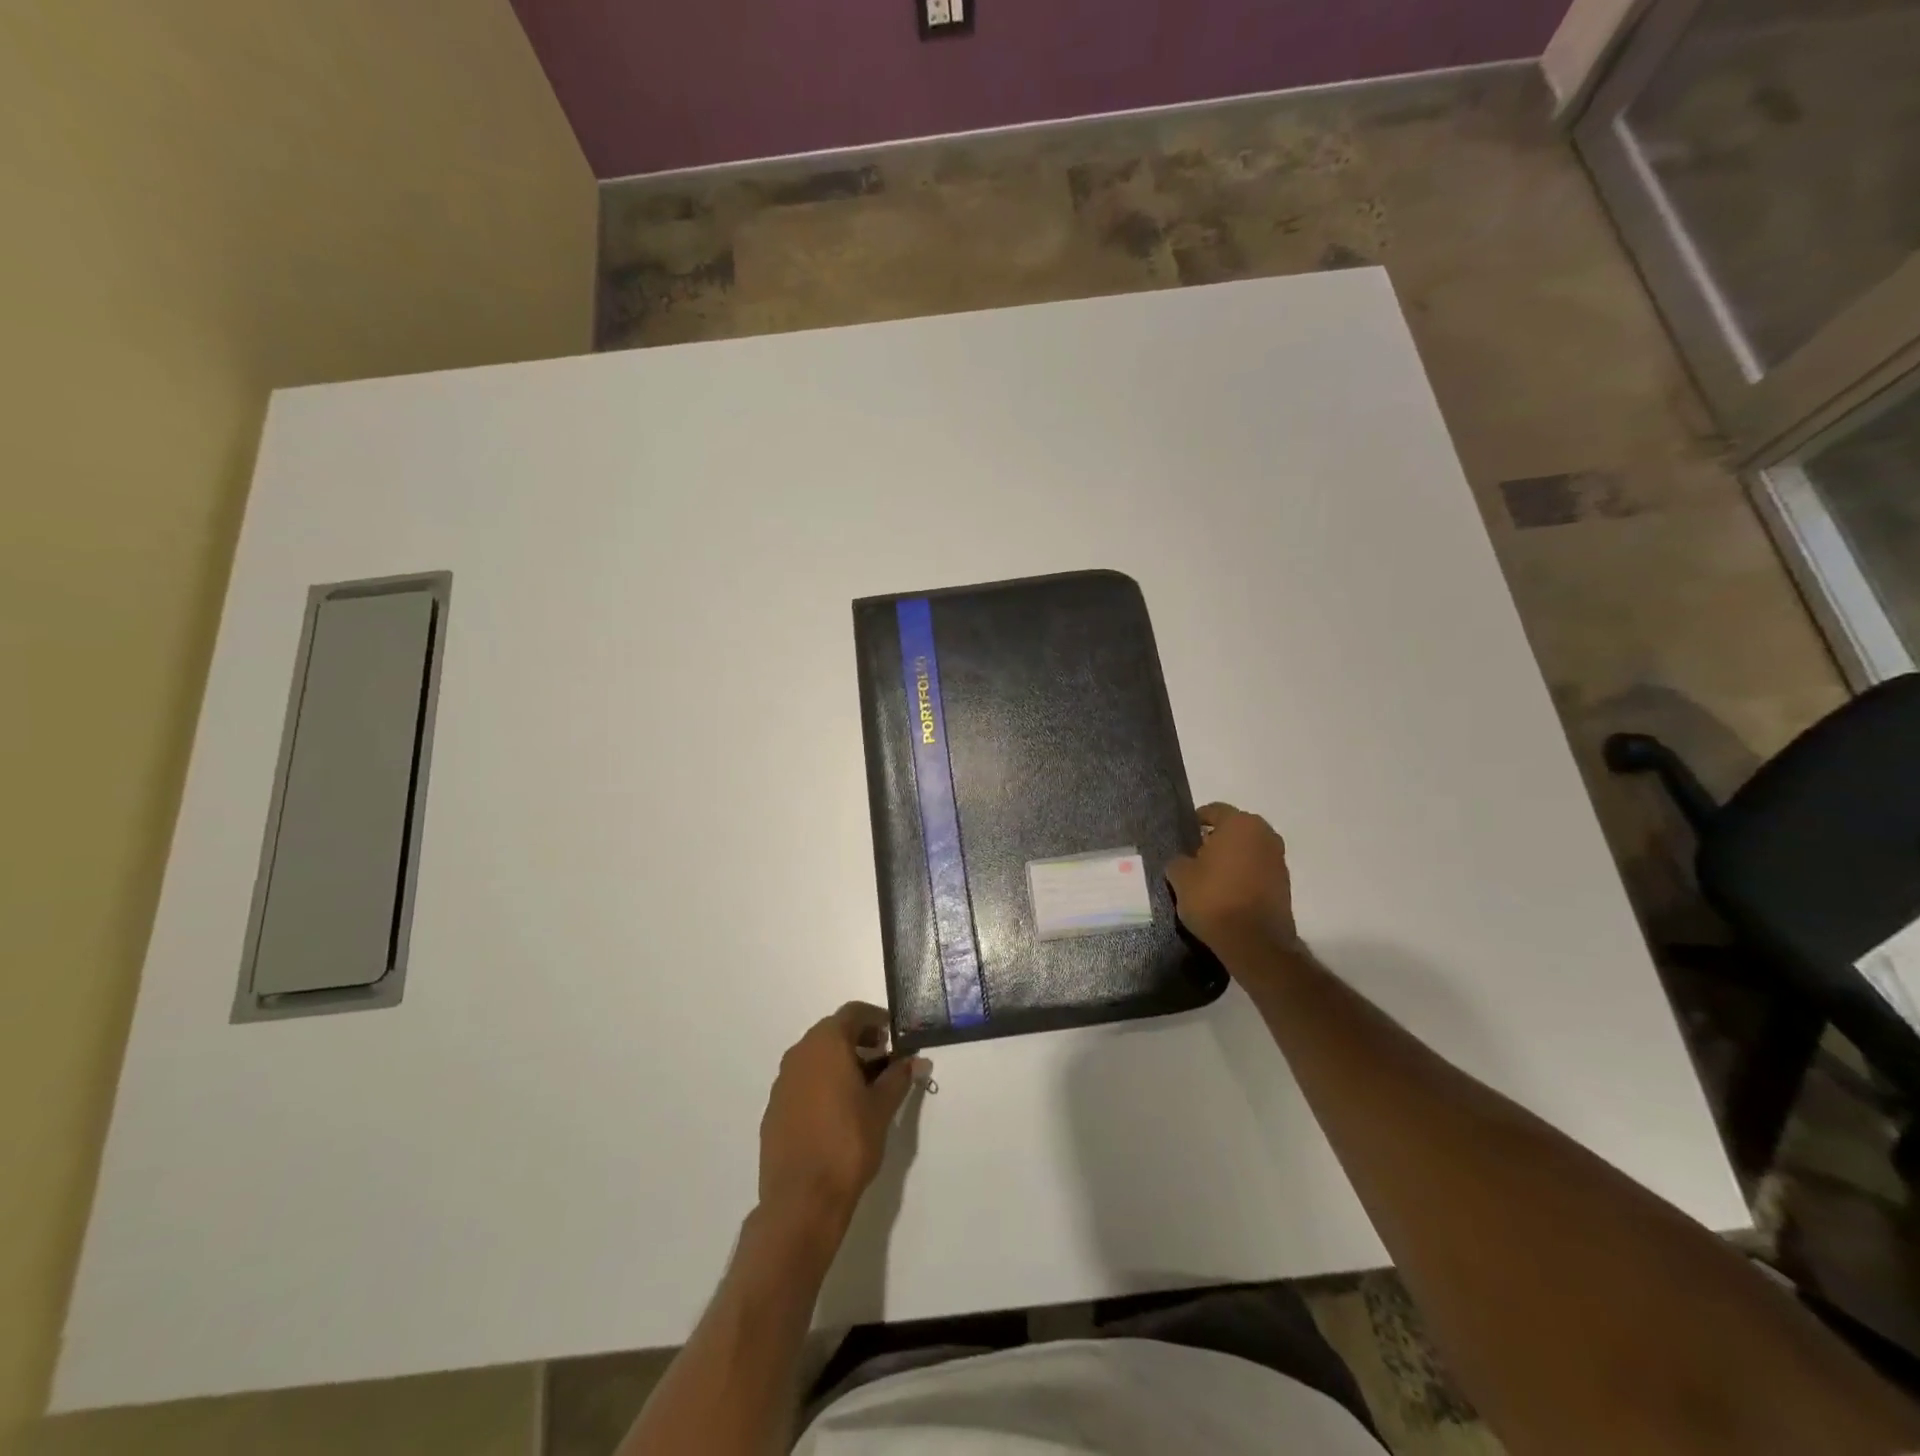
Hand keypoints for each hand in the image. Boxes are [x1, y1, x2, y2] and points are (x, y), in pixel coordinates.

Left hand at [757, 1003, 928, 1236]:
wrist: (801, 1200)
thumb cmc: (848, 1143)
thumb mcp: (882, 1108)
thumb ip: (899, 1077)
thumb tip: (916, 1060)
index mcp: (826, 1044)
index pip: (853, 1013)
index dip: (876, 1019)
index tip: (894, 1035)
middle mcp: (800, 1053)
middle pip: (832, 1032)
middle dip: (859, 1040)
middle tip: (884, 1060)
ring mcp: (782, 1082)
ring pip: (815, 1057)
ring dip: (840, 1062)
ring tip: (864, 1088)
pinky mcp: (774, 1109)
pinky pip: (802, 1082)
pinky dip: (822, 1084)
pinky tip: (838, 1112)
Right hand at [1166, 802, 1299, 964]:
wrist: (1254, 942)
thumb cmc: (1214, 899)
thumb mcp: (1180, 877)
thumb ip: (1179, 860)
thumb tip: (1184, 860)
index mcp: (1240, 824)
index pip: (1213, 811)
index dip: (1195, 822)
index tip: (1184, 838)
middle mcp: (1265, 835)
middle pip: (1234, 829)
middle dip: (1215, 840)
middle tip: (1195, 858)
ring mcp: (1278, 859)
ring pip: (1248, 849)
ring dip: (1232, 858)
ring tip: (1210, 878)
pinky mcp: (1284, 883)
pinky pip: (1257, 869)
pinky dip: (1244, 875)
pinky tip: (1228, 893)